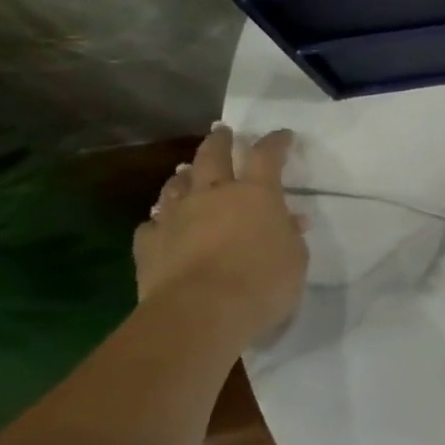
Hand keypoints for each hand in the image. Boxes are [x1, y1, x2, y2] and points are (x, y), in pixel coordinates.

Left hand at [133, 126, 307, 341]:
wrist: (200, 312)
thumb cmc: (263, 282)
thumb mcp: (295, 258)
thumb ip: (289, 235)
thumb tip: (290, 220)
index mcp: (256, 194)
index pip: (267, 156)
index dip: (275, 142)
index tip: (282, 135)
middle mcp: (214, 195)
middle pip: (213, 156)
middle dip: (219, 141)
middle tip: (221, 131)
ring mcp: (176, 217)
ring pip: (177, 185)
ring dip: (184, 176)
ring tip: (186, 172)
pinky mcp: (149, 243)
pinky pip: (152, 223)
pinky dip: (160, 219)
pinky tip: (162, 223)